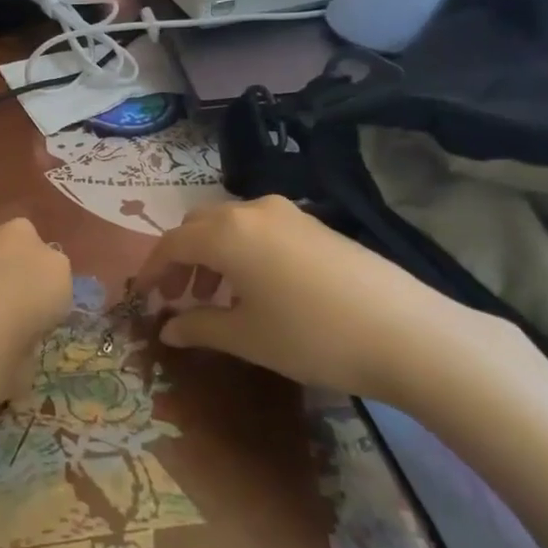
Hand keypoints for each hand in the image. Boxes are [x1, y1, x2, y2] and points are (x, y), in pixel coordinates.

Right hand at [132, 195, 499, 403]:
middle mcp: (252, 211)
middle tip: (176, 298)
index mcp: (226, 233)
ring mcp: (288, 213)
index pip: (171, 243)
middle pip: (198, 226)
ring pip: (229, 225)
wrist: (405, 332)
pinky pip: (259, 229)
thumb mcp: (246, 337)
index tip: (141, 299)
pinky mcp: (314, 225)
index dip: (150, 271)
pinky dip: (241, 251)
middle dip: (179, 259)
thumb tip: (168, 328)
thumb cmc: (310, 336)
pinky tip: (255, 288)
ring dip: (210, 255)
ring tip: (214, 297)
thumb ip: (198, 327)